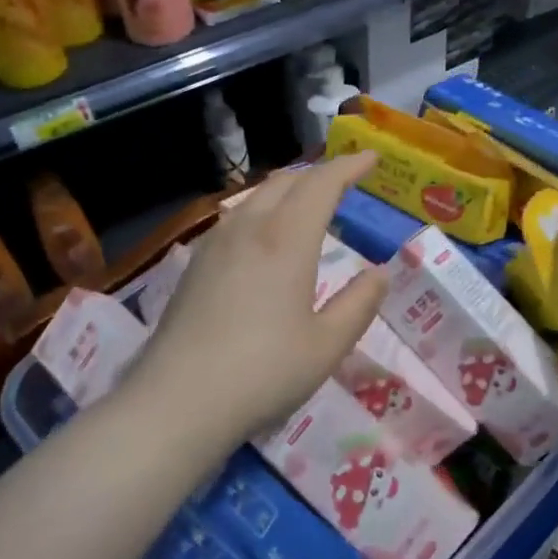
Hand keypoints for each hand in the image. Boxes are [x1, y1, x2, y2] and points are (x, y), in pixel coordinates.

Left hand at [129, 152, 388, 448]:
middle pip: (285, 182)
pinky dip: (261, 211)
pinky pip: (235, 218)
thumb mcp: (327, 345)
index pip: (322, 184)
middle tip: (344, 182)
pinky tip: (263, 237)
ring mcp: (215, 244)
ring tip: (306, 204)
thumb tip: (379, 273)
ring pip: (255, 197)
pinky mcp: (194, 265)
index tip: (371, 158)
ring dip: (287, 190)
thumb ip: (359, 304)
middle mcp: (249, 229)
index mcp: (287, 240)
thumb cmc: (263, 372)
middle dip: (318, 174)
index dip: (349, 166)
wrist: (178, 400)